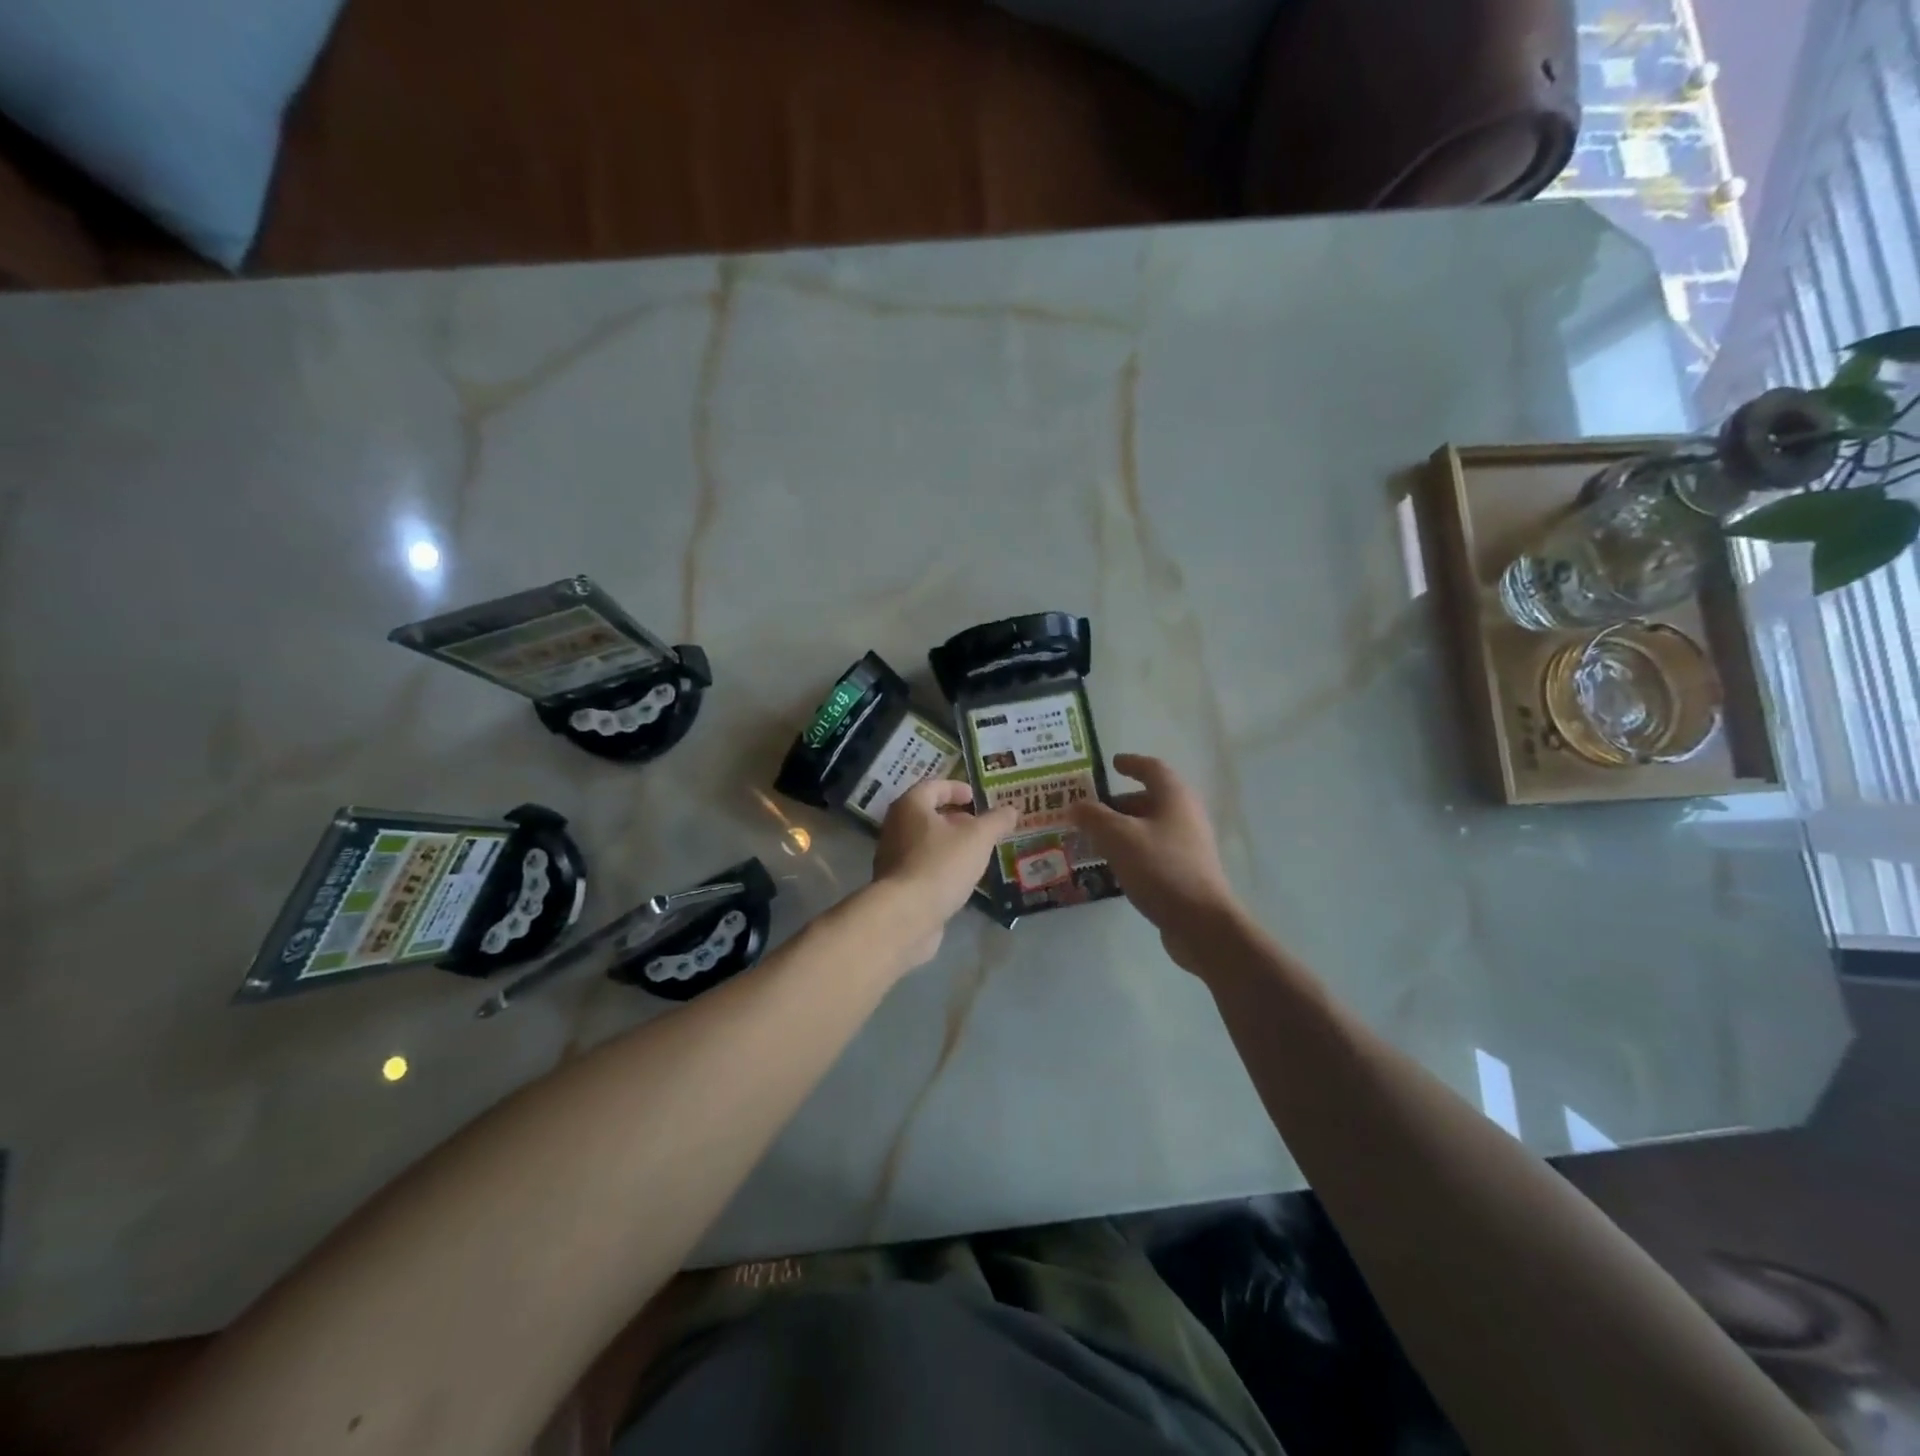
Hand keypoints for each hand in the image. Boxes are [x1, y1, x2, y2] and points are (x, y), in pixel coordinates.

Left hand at [872, 779, 1017, 964]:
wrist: (906, 915)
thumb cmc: (941, 865)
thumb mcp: (977, 838)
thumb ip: (995, 821)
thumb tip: (1011, 810)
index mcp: (910, 806)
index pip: (933, 786)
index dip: (956, 788)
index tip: (976, 797)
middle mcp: (896, 827)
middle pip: (927, 815)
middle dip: (955, 818)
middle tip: (980, 826)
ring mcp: (893, 858)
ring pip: (925, 843)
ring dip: (950, 844)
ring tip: (977, 853)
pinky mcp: (897, 886)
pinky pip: (923, 867)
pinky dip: (942, 867)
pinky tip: (962, 879)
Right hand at [1068, 754, 1240, 968]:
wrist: (1201, 922)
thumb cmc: (1160, 868)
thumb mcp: (1118, 837)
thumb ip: (1093, 817)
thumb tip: (1075, 805)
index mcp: (1174, 797)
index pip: (1152, 768)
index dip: (1131, 763)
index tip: (1112, 763)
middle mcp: (1185, 815)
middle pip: (1149, 799)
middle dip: (1117, 803)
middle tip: (1088, 810)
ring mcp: (1188, 845)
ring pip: (1149, 827)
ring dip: (1122, 829)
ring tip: (1092, 838)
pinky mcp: (1185, 871)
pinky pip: (1153, 850)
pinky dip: (1131, 850)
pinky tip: (1113, 865)